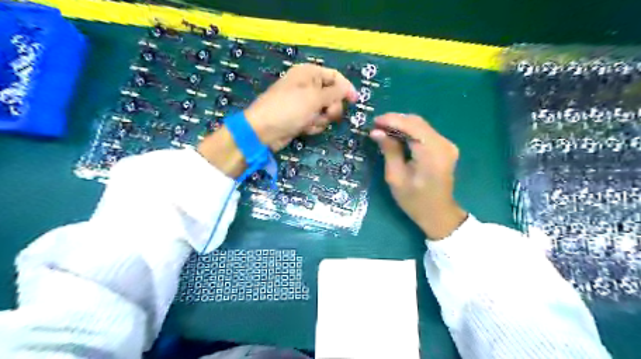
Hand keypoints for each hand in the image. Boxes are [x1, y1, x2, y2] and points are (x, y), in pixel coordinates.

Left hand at [245, 63, 357, 149]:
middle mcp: (308, 86)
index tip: (354, 101)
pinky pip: (317, 121)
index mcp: (309, 73)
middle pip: (333, 96)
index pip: (335, 76)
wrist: (264, 131)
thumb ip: (335, 93)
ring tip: (309, 122)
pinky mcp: (302, 118)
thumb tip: (349, 89)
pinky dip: (313, 126)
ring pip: (326, 111)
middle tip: (324, 113)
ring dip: (321, 119)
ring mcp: (304, 103)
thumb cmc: (288, 109)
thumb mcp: (314, 98)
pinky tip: (303, 128)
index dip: (346, 88)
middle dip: (331, 108)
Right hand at [371, 113, 465, 239]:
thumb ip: (389, 151)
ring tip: (382, 131)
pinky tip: (396, 136)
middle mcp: (443, 144)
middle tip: (376, 127)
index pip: (412, 126)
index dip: (392, 120)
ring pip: (420, 125)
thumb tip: (376, 132)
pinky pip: (424, 133)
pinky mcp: (445, 147)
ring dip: (401, 125)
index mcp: (432, 153)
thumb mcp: (396, 177)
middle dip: (395, 121)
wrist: (438, 213)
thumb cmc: (414, 200)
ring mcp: (446, 144)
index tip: (374, 121)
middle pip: (417, 122)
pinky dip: (409, 132)